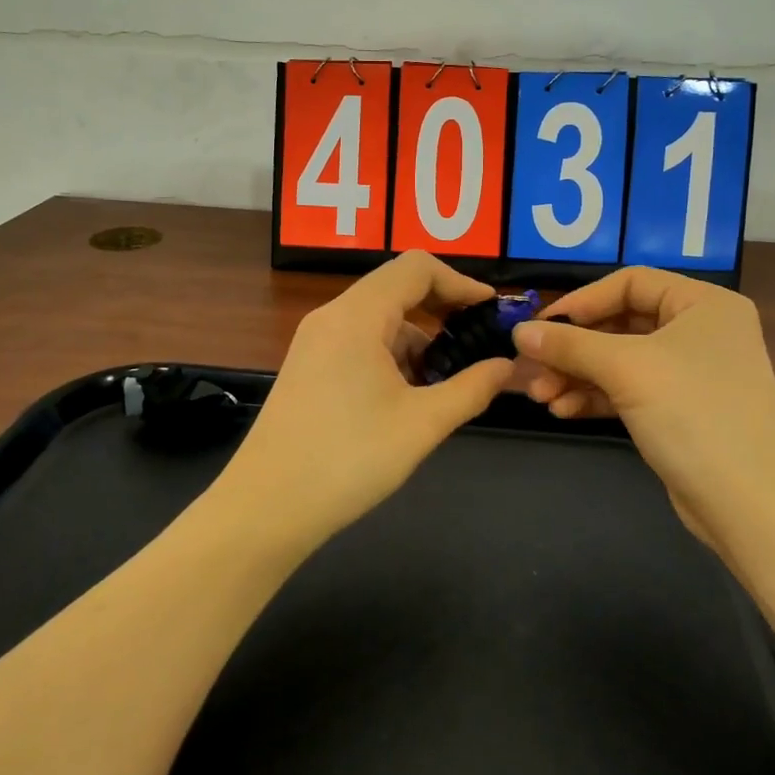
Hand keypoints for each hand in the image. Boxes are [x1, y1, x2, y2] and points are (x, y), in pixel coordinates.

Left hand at [221, 252, 515, 542]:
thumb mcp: (422, 423)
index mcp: (357, 316)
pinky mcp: (308, 367)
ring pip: (378, 319)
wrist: (266, 507)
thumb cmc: (349, 459)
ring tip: (449, 381)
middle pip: (397, 288)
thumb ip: (472, 388)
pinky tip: (410, 395)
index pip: (416, 267)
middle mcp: (332, 316)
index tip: (491, 311)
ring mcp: (315, 342)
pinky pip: (359, 341)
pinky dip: (392, 355)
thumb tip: (508, 367)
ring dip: (418, 338)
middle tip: (478, 342)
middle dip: (442, 310)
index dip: (460, 282)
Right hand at [511, 268, 774, 545]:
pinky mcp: (680, 410)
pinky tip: (563, 411)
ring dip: (577, 375)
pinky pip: (629, 390)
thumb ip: (569, 345)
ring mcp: (691, 373)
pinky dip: (596, 397)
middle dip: (573, 349)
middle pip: (620, 324)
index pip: (630, 283)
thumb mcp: (626, 370)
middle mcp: (700, 331)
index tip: (540, 327)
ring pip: (620, 361)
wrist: (750, 506)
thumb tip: (518, 331)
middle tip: (532, 369)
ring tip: (541, 398)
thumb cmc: (694, 416)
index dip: (581, 302)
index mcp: (704, 304)